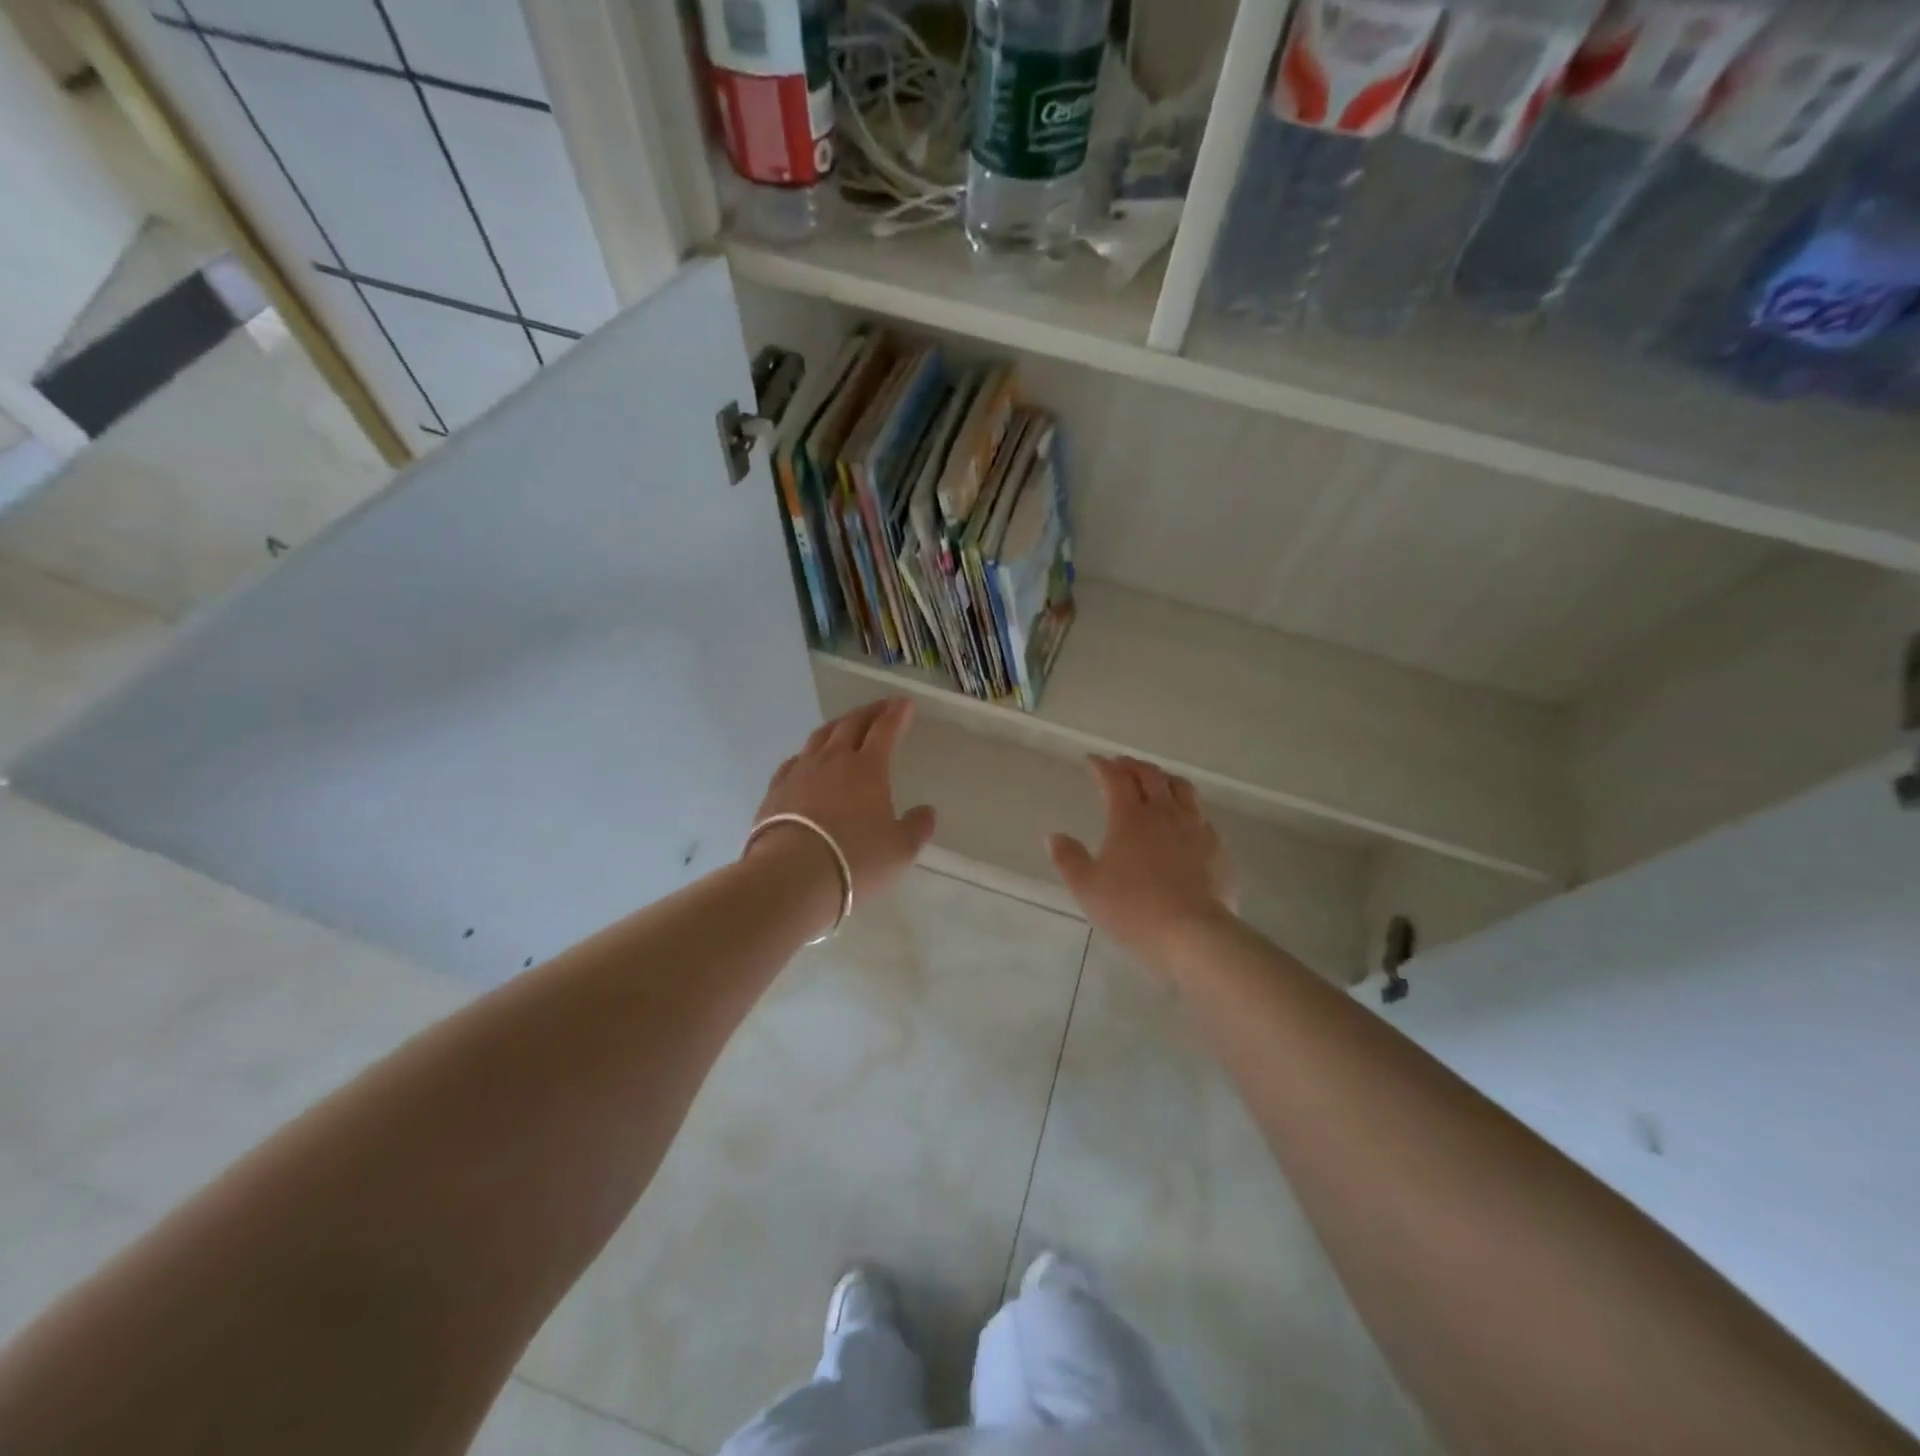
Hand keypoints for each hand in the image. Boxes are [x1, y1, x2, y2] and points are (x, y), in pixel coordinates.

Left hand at [748, 698, 936, 913]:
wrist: (792, 876)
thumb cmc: (856, 860)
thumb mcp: (900, 850)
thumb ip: (916, 828)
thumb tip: (927, 812)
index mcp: (868, 768)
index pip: (885, 730)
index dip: (896, 715)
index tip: (904, 703)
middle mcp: (834, 761)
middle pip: (852, 725)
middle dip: (869, 712)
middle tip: (881, 706)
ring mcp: (801, 772)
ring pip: (820, 737)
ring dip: (837, 725)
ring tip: (845, 724)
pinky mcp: (776, 790)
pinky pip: (794, 761)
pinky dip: (807, 753)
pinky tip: (807, 759)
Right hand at [1048, 756, 1237, 972]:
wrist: (1194, 934)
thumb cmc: (1133, 909)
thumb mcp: (1087, 888)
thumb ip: (1068, 859)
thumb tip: (1054, 836)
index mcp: (1129, 817)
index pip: (1115, 779)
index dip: (1102, 766)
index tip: (1092, 761)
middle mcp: (1164, 813)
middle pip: (1151, 776)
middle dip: (1133, 766)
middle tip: (1121, 765)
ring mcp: (1196, 828)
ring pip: (1182, 789)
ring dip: (1164, 779)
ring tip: (1156, 782)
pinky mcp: (1218, 848)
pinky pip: (1202, 816)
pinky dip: (1187, 808)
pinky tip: (1185, 822)